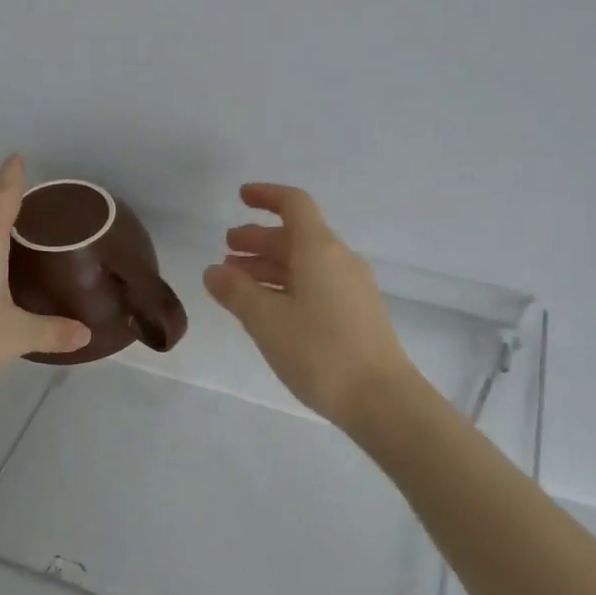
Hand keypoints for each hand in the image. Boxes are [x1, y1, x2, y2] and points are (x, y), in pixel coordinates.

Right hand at [203, 183, 416, 428]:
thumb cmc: (320, 351)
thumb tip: (214, 270)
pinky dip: (287, 284)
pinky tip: (267, 307)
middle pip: (296, 235)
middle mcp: (339, 259)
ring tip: (237, 281)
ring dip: (270, 265)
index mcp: (320, 249)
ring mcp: (352, 286)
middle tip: (226, 249)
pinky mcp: (356, 312)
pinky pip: (315, 283)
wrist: (381, 398)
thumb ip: (236, 292)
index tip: (240, 197)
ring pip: (304, 262)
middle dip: (259, 238)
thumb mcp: (267, 321)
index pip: (294, 204)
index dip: (267, 195)